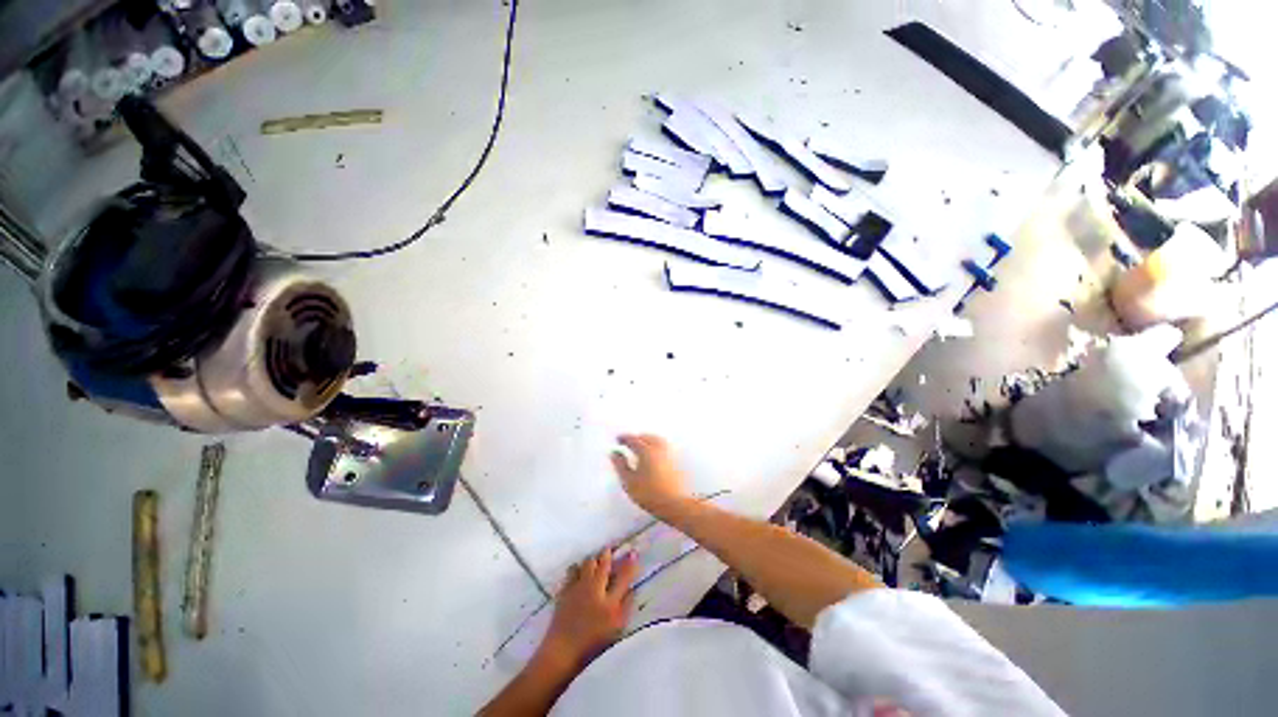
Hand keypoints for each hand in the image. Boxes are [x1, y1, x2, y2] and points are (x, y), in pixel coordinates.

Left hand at [539, 549, 637, 668]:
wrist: (562, 653)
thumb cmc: (592, 646)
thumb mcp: (616, 629)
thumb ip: (626, 607)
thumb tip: (632, 589)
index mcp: (610, 601)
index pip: (623, 576)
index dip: (629, 563)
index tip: (633, 552)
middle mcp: (595, 589)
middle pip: (603, 565)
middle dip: (607, 555)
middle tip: (610, 549)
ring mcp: (578, 588)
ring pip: (587, 564)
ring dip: (593, 559)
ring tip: (595, 558)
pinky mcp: (565, 591)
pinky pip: (571, 572)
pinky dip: (576, 568)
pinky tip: (577, 569)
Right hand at [611, 434, 691, 516]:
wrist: (674, 504)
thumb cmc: (650, 494)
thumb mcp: (629, 481)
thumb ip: (620, 465)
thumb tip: (615, 454)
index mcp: (646, 451)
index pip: (633, 439)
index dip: (624, 438)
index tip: (618, 439)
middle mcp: (659, 448)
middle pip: (646, 437)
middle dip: (636, 438)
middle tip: (628, 442)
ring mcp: (669, 454)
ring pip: (657, 440)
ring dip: (647, 439)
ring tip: (641, 445)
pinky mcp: (676, 461)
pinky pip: (664, 446)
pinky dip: (656, 445)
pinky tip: (653, 453)